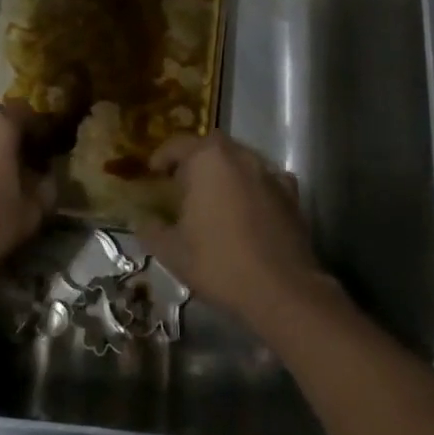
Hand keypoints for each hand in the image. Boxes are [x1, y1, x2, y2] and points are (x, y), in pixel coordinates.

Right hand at [136, 132, 331, 325]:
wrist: (282, 290)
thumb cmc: (219, 263)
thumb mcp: (171, 252)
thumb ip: (151, 230)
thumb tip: (142, 220)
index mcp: (206, 160)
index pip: (177, 144)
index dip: (161, 157)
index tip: (153, 172)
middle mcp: (239, 156)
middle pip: (211, 146)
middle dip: (195, 158)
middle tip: (183, 182)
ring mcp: (269, 173)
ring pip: (240, 160)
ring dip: (225, 171)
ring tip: (215, 195)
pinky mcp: (291, 194)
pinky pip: (265, 180)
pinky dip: (253, 186)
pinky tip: (249, 207)